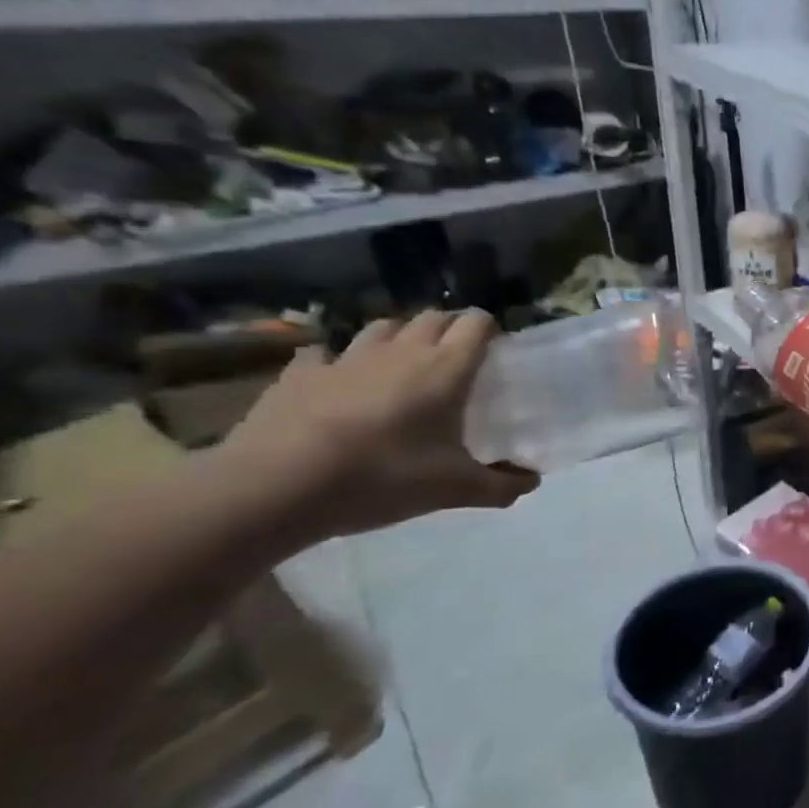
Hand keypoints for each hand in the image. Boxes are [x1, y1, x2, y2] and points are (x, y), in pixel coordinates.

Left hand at [221, 310, 538, 540]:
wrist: (275, 487)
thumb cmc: (382, 478)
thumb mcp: (454, 490)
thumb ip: (501, 485)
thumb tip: (533, 482)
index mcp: (446, 368)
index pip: (477, 323)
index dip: (489, 330)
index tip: (495, 352)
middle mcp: (401, 351)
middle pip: (433, 317)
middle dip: (449, 329)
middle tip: (456, 361)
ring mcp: (346, 358)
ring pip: (382, 327)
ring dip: (398, 337)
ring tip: (402, 365)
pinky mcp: (300, 373)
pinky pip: (324, 352)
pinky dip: (336, 359)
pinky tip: (337, 380)